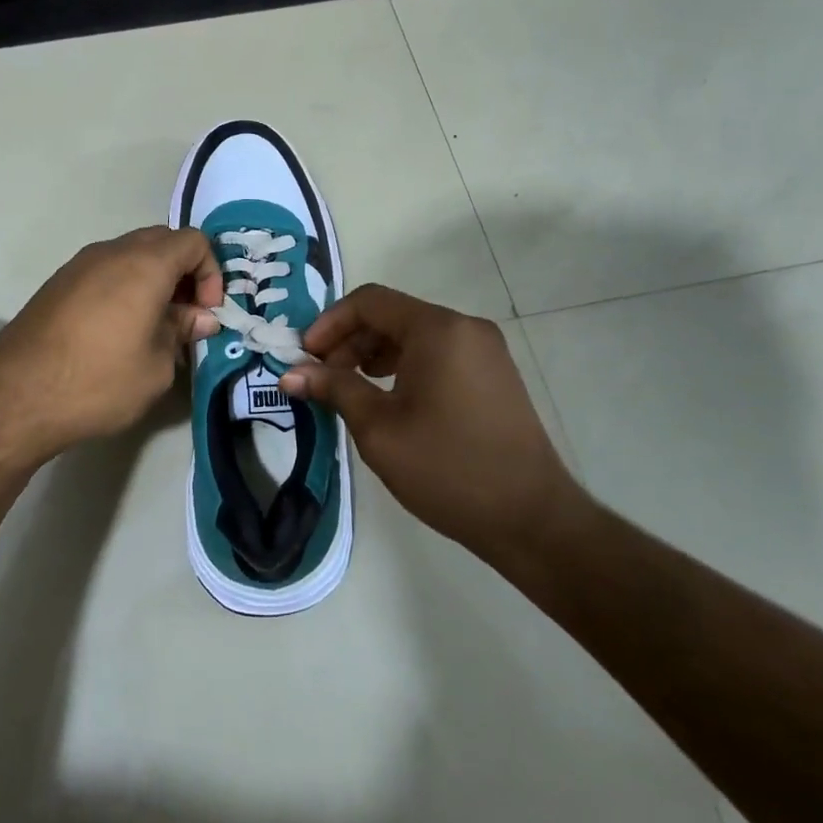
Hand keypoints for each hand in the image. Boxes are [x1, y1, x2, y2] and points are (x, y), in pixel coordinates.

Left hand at [0, 225, 222, 465]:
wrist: (15, 396)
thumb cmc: (99, 381)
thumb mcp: (156, 366)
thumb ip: (182, 332)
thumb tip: (198, 318)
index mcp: (145, 264)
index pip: (194, 241)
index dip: (211, 273)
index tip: (205, 313)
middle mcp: (112, 252)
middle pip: (163, 241)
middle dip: (184, 272)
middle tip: (185, 315)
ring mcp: (80, 264)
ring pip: (131, 254)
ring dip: (153, 279)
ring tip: (153, 325)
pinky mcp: (58, 283)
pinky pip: (105, 270)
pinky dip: (124, 286)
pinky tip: (118, 329)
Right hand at [279, 285, 584, 565]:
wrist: (532, 519)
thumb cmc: (448, 469)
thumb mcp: (379, 429)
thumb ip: (334, 389)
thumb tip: (290, 373)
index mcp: (438, 330)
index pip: (370, 302)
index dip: (330, 323)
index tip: (305, 357)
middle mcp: (465, 328)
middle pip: (393, 315)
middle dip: (350, 340)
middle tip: (322, 377)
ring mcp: (485, 350)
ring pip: (415, 335)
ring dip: (374, 354)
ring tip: (350, 390)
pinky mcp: (494, 375)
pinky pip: (438, 353)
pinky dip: (405, 365)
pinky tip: (389, 398)